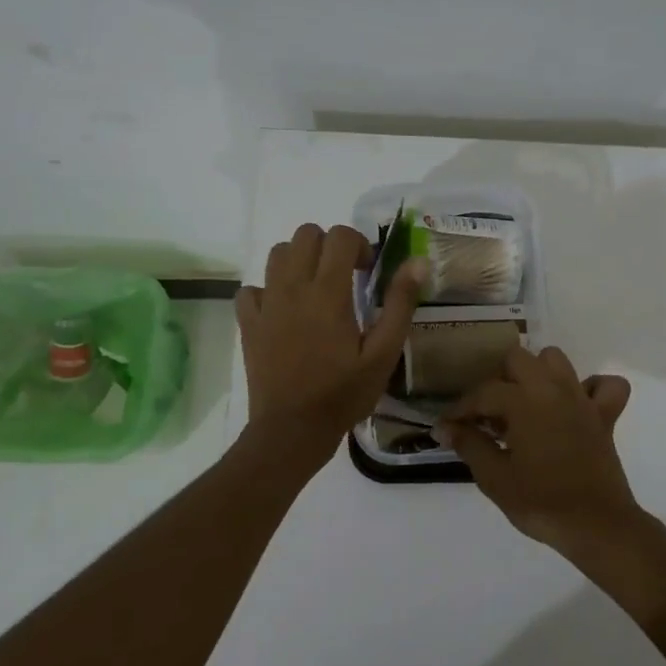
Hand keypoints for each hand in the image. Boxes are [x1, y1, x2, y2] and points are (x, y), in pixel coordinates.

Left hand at [237, 223, 423, 468]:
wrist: (292, 430)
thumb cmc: (343, 393)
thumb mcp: (384, 352)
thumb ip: (400, 303)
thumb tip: (416, 261)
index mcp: (328, 291)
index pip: (340, 235)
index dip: (359, 244)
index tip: (368, 272)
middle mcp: (292, 287)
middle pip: (305, 234)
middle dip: (329, 245)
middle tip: (345, 276)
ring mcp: (266, 304)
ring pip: (278, 253)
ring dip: (300, 260)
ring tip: (316, 289)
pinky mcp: (248, 323)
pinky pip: (252, 288)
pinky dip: (269, 289)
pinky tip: (284, 311)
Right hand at [435, 346, 637, 550]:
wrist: (596, 525)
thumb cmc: (541, 502)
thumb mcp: (495, 478)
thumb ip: (469, 445)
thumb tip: (446, 427)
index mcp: (523, 401)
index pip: (483, 392)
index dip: (461, 409)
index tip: (448, 426)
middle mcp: (552, 389)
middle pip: (518, 359)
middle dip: (498, 379)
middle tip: (488, 413)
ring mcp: (581, 398)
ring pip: (556, 360)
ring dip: (536, 373)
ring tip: (524, 403)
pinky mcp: (605, 415)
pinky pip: (605, 386)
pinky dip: (590, 388)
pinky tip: (575, 405)